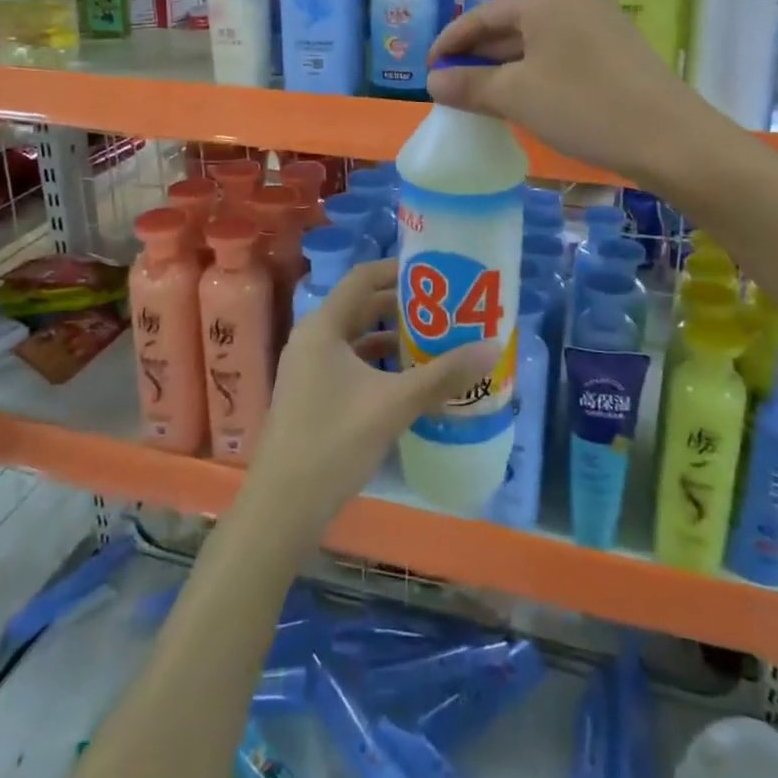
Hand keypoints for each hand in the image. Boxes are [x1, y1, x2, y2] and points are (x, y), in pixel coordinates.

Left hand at [245, 261, 496, 546]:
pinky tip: (411, 382)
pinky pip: (352, 365)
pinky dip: (380, 366)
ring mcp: (310, 369)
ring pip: (358, 339)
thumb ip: (444, 374)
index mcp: (324, 326)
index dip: (399, 271)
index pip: (363, 278)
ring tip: (437, 343)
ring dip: (394, 339)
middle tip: (446, 309)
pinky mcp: (313, 395)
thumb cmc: (335, 441)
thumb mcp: (395, 404)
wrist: (283, 507)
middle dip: (404, 308)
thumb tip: (493, 346)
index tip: (437, 274)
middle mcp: (313, 339)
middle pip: (362, 307)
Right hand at [425, 0, 707, 187]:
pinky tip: (527, 97)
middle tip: (451, 85)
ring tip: (482, 95)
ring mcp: (600, 23)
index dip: (451, 41)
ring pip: (537, 41)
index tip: (429, 69)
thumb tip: (434, 80)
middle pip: (511, 24)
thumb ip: (469, 85)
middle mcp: (573, 0)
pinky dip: (535, 72)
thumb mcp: (516, 96)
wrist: (669, 138)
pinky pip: (561, 53)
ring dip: (506, 66)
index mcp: (545, 0)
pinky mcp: (617, 50)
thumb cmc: (583, 107)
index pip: (484, 14)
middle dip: (479, 54)